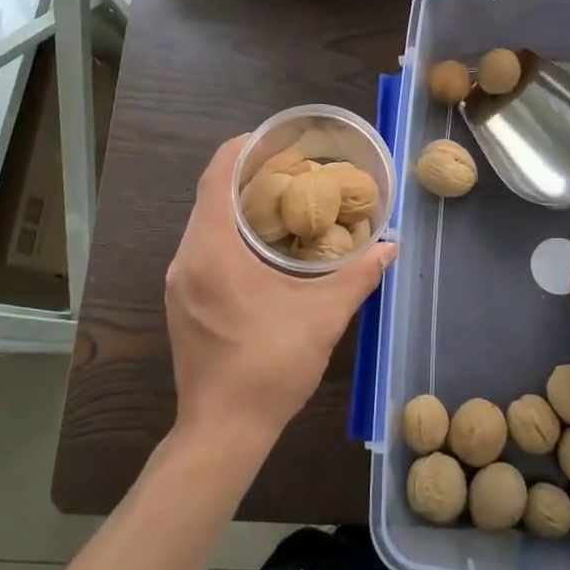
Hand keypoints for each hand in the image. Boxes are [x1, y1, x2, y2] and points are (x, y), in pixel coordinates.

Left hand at [165, 135, 397, 449]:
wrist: (222, 432)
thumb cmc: (270, 367)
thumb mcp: (323, 317)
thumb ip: (358, 275)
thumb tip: (390, 246)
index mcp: (212, 251)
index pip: (216, 178)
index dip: (240, 149)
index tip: (272, 137)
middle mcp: (186, 259)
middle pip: (208, 196)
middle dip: (245, 175)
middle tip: (290, 167)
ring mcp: (179, 282)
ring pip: (204, 223)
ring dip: (236, 205)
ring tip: (281, 199)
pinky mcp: (182, 301)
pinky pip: (201, 247)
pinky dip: (228, 231)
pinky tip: (262, 243)